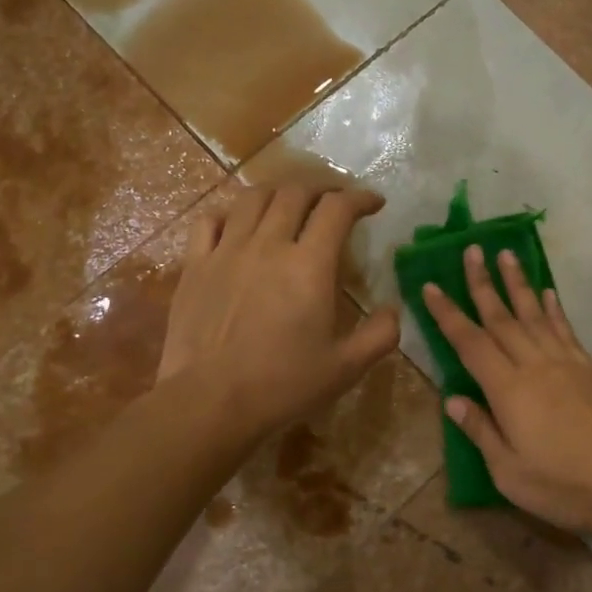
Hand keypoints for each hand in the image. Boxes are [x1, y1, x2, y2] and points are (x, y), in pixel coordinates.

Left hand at [160, 184, 399, 443]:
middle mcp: (268, 245)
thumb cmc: (283, 386)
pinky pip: (211, 221)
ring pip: (253, 198)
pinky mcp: (195, 265)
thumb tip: (395, 309)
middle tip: (335, 200)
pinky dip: (231, 213)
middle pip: (295, 192)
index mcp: (309, 265)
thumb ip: (380, 335)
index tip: (374, 203)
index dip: (360, 198)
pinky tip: (239, 224)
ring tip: (290, 203)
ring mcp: (227, 251)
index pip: (337, 209)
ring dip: (279, 192)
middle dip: (322, 188)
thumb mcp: (346, 368)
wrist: (210, 402)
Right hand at [421, 247, 591, 534]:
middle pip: (502, 318)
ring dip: (517, 283)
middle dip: (482, 283)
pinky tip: (547, 293)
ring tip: (506, 254)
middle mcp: (535, 366)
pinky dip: (553, 308)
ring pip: (534, 315)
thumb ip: (480, 432)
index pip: (470, 343)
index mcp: (508, 390)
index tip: (431, 286)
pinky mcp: (590, 369)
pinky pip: (565, 330)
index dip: (448, 314)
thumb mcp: (510, 472)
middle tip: (471, 250)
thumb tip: (451, 400)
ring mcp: (566, 364)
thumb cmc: (565, 486)